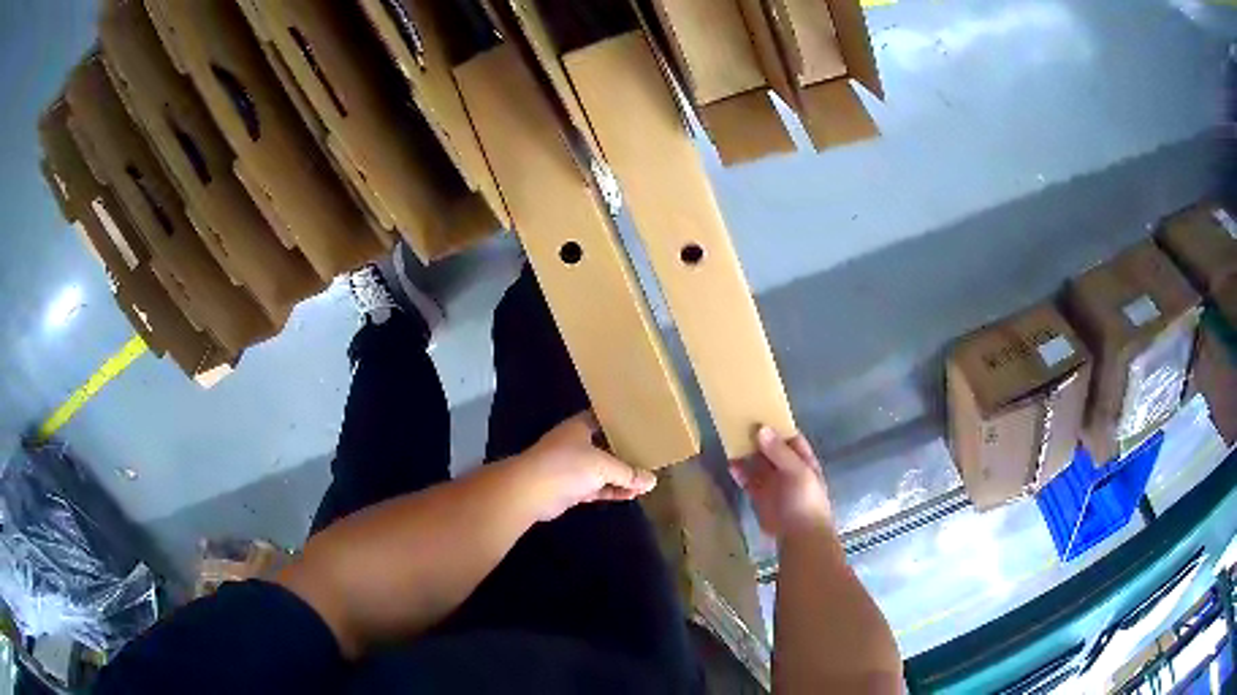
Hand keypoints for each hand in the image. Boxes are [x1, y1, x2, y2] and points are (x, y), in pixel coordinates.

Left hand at [511, 412, 657, 521]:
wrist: (529, 491)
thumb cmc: (566, 466)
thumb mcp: (603, 465)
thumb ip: (628, 473)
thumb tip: (652, 481)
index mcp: (580, 427)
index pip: (605, 419)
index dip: (623, 423)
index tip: (644, 428)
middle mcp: (576, 443)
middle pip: (606, 446)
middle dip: (626, 453)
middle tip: (651, 456)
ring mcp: (572, 467)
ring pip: (602, 470)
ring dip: (621, 476)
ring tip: (646, 481)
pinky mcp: (571, 488)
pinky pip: (597, 487)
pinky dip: (612, 490)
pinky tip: (631, 494)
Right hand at [729, 426, 832, 538]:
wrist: (800, 535)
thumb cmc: (805, 500)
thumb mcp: (797, 472)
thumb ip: (779, 452)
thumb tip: (761, 428)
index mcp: (803, 460)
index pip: (790, 437)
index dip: (777, 425)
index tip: (759, 412)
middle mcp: (788, 469)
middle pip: (771, 449)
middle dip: (758, 438)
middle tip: (739, 422)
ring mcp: (774, 483)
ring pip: (758, 464)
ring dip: (746, 454)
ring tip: (731, 440)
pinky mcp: (760, 497)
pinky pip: (748, 480)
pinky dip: (739, 472)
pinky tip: (730, 464)